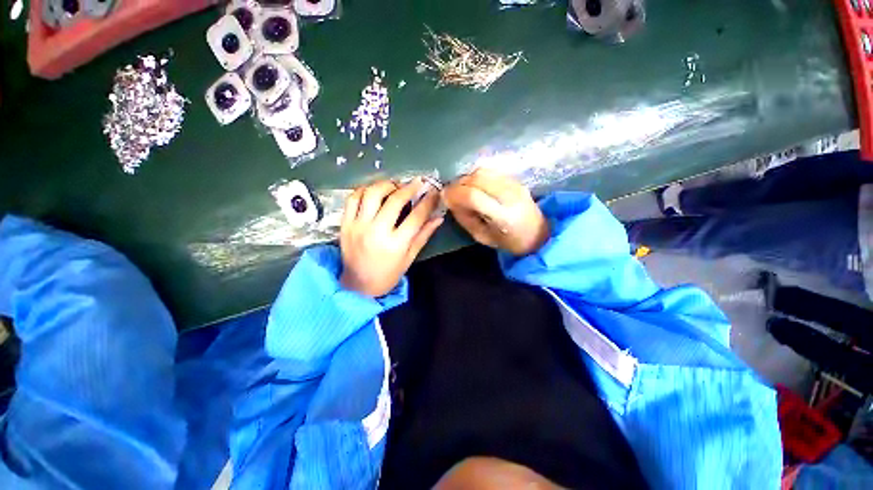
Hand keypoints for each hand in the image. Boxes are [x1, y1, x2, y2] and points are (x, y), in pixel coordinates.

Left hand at [340, 179, 443, 296]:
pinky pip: (353, 198)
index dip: (428, 201)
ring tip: (395, 186)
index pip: (416, 216)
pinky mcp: (345, 224)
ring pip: (372, 193)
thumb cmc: (388, 274)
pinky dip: (365, 190)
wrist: (358, 285)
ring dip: (387, 185)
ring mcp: (358, 226)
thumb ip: (423, 235)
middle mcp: (376, 232)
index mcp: (396, 244)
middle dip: (410, 187)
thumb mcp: (409, 257)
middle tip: (417, 183)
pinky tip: (375, 191)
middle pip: (395, 200)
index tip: (434, 191)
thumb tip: (438, 217)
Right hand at [442, 169, 548, 255]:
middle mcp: (510, 196)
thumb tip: (450, 200)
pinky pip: (490, 171)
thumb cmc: (508, 241)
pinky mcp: (516, 179)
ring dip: (466, 178)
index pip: (473, 196)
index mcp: (503, 216)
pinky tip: (473, 186)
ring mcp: (515, 184)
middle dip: (458, 183)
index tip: (444, 196)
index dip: (455, 193)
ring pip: (483, 171)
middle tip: (450, 193)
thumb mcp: (482, 237)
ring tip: (461, 190)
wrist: (538, 233)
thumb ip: (465, 218)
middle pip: (477, 178)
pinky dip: (476, 176)